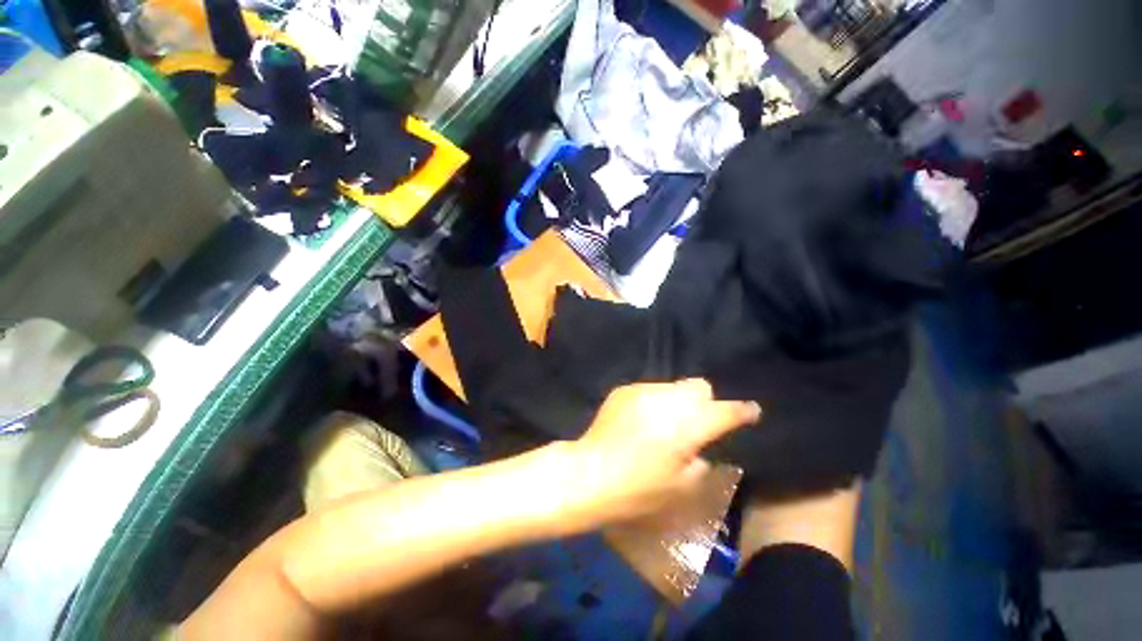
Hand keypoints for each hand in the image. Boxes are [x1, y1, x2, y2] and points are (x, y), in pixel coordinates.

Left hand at [561, 379, 761, 529]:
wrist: (590, 472)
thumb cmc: (638, 489)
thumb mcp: (680, 488)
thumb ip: (701, 465)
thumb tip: (702, 452)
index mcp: (688, 426)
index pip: (725, 411)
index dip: (741, 410)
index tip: (750, 411)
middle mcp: (668, 400)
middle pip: (698, 387)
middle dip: (704, 402)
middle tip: (694, 423)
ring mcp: (643, 391)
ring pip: (672, 387)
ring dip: (676, 402)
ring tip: (663, 423)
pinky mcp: (624, 390)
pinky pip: (649, 390)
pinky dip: (653, 402)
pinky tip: (641, 421)